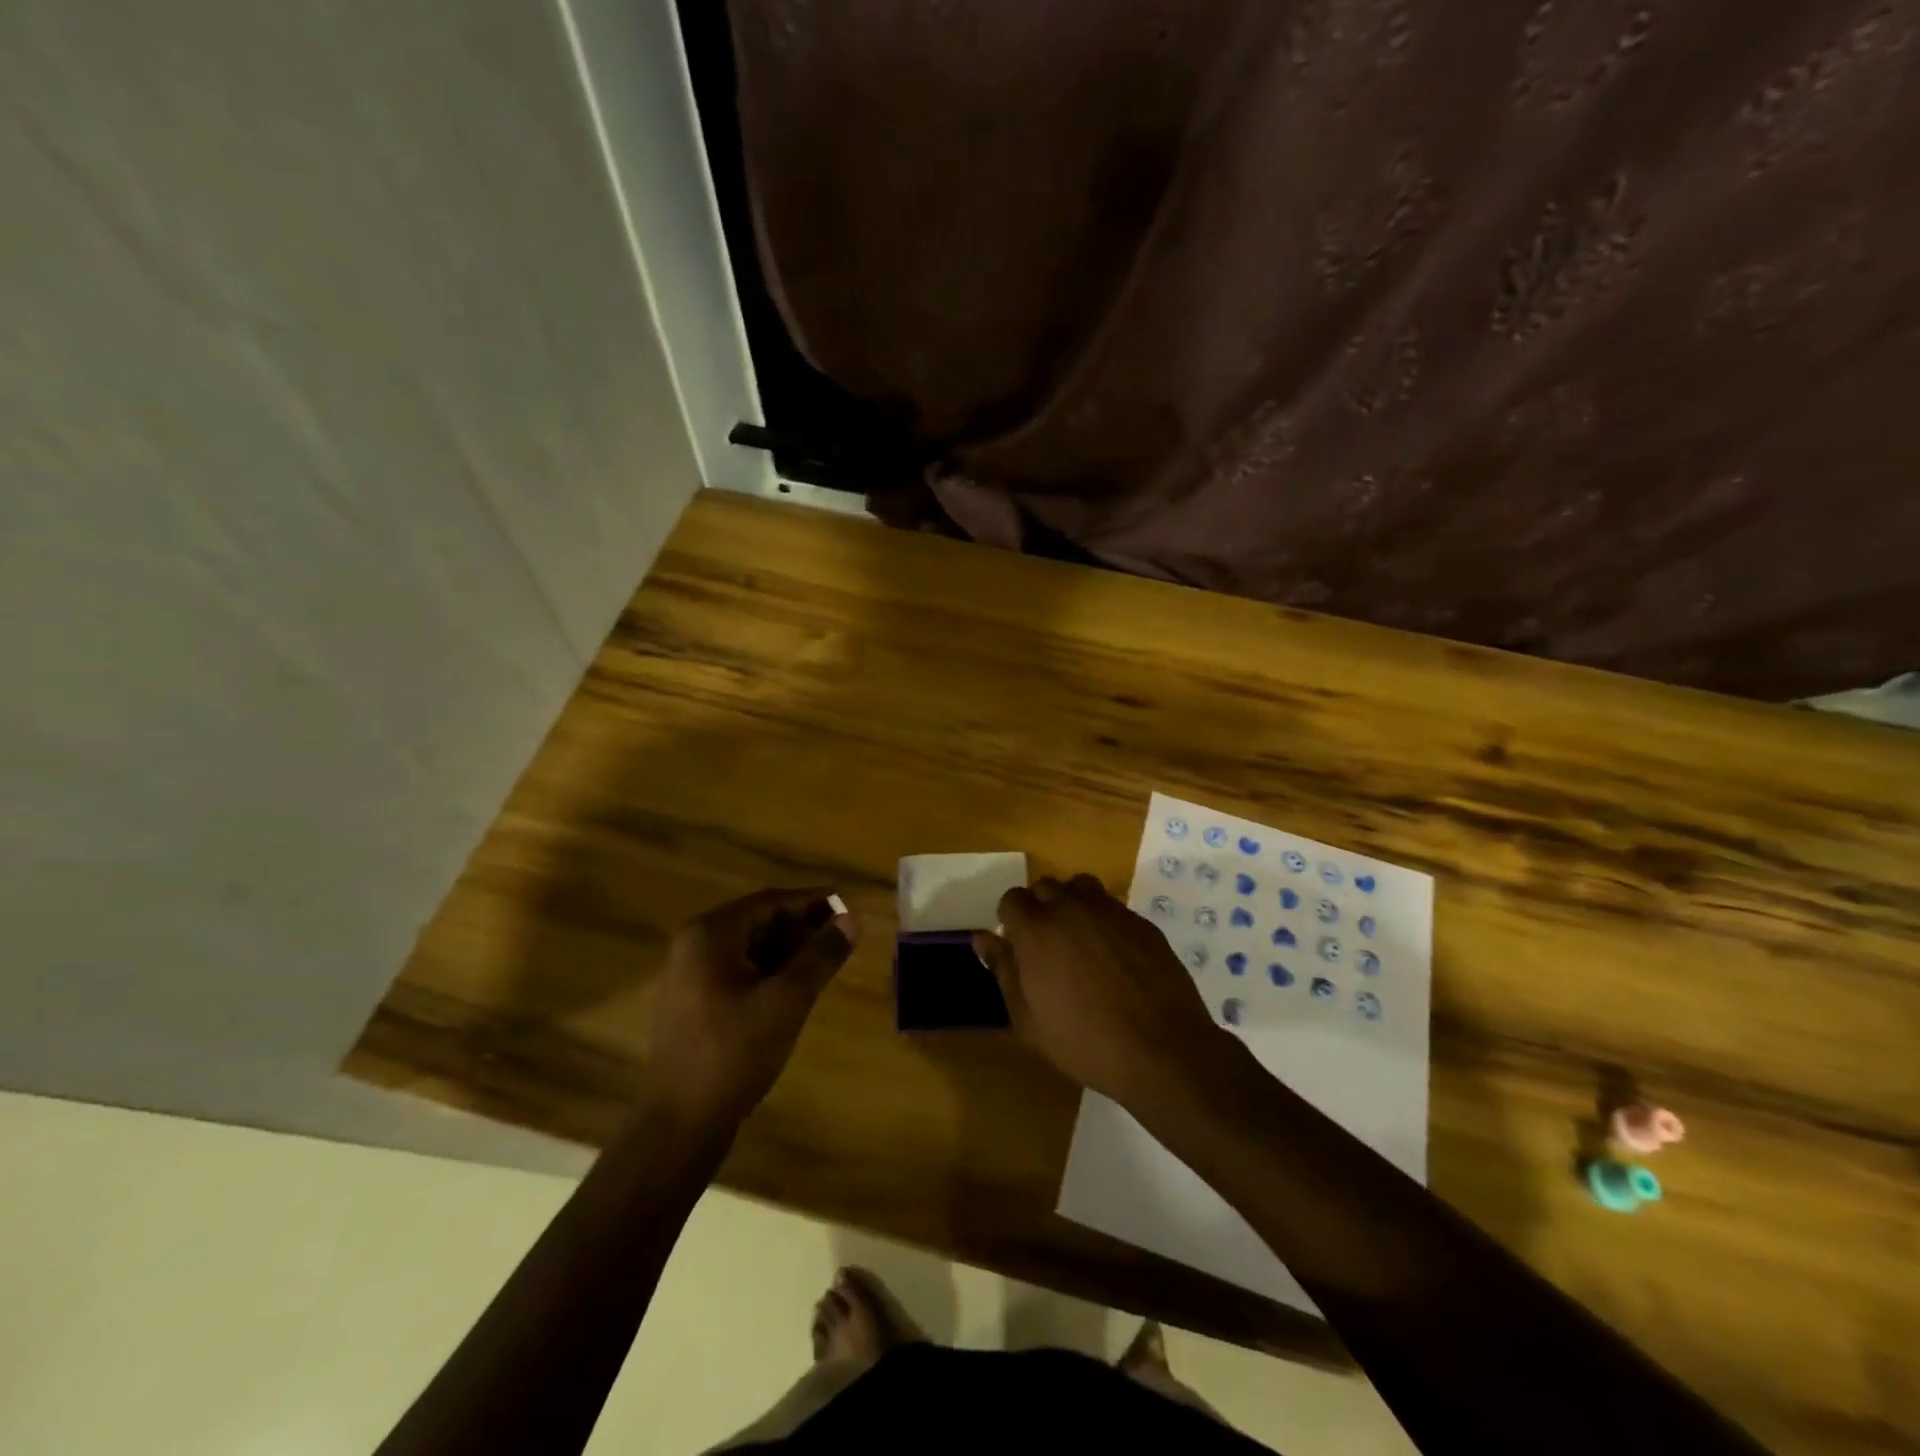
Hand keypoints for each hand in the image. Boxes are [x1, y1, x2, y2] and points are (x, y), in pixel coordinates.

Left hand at [642, 888, 859, 1130]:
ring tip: (827, 961)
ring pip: (749, 949)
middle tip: (843, 937)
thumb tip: (854, 918)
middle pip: (758, 922)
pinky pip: (738, 972)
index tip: (849, 907)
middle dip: (802, 927)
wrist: (680, 1125)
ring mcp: (689, 976)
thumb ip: (821, 955)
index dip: (813, 902)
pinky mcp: (693, 1004)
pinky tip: (797, 988)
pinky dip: (770, 972)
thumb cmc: (734, 1053)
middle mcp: (694, 946)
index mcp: (710, 934)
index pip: (770, 902)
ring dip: (788, 951)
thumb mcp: (787, 1000)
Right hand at [973, 874, 1233, 1105]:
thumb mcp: (1028, 1018)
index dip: (1011, 919)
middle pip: (1046, 887)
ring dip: (1073, 905)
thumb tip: (983, 937)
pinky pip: (1113, 907)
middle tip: (1047, 946)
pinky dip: (1104, 920)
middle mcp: (1071, 908)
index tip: (1017, 946)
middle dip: (1040, 908)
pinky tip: (1113, 955)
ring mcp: (1110, 911)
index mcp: (1037, 929)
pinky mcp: (1141, 922)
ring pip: (1081, 888)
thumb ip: (1004, 970)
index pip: (1012, 899)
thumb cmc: (1084, 1041)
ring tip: (1079, 940)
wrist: (1161, 1049)